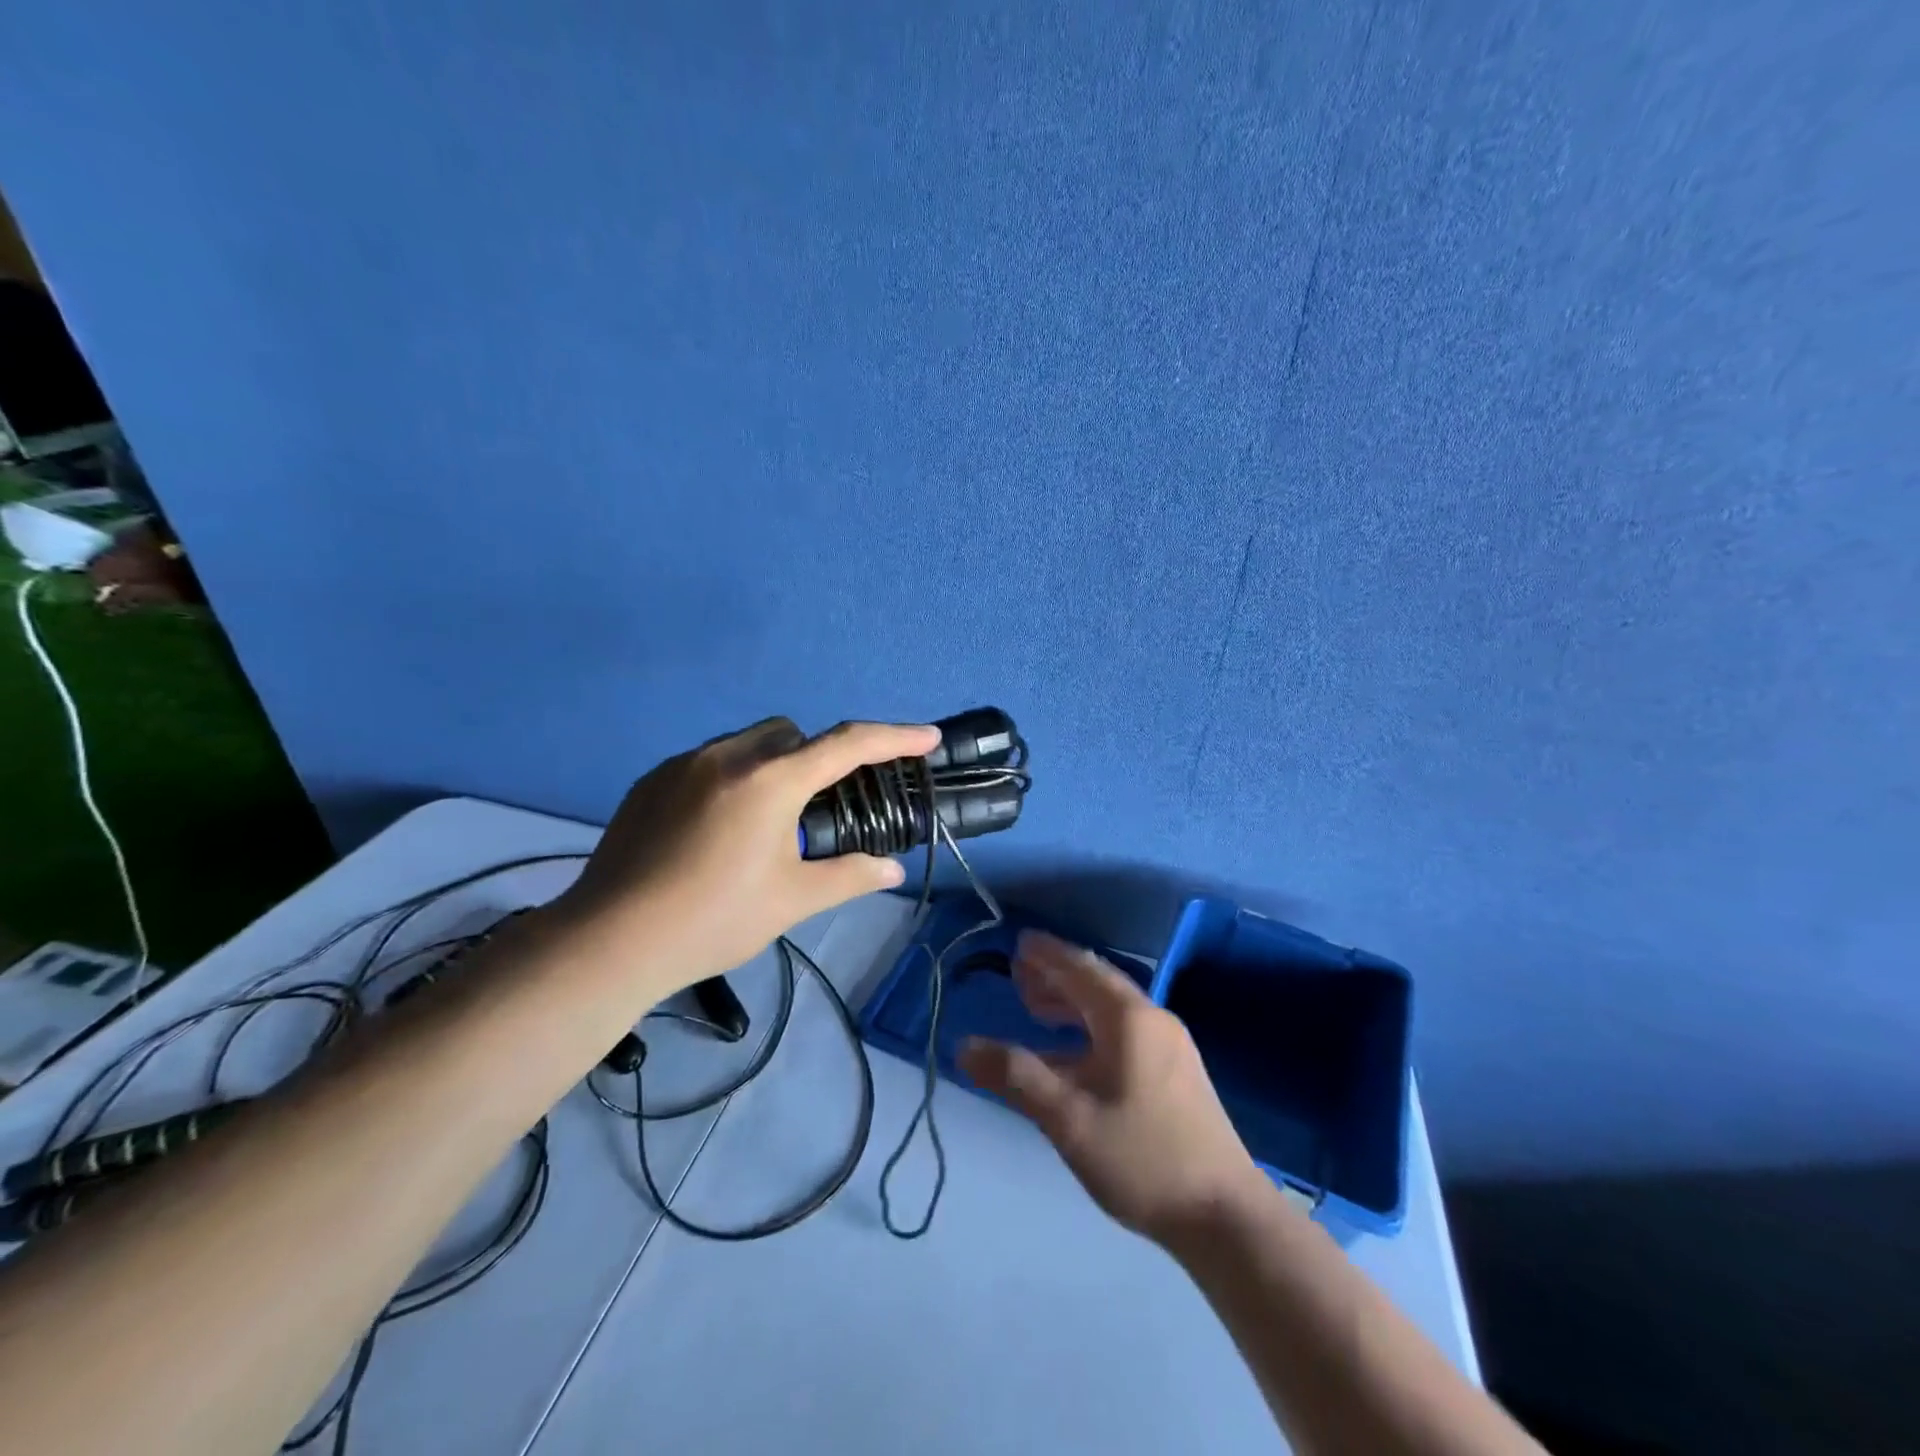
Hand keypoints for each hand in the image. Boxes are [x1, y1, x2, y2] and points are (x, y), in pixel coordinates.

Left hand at [556, 716, 940, 997]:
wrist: (611, 939)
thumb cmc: (714, 918)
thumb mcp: (792, 900)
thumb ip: (848, 876)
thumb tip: (892, 871)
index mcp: (771, 781)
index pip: (848, 744)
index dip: (894, 738)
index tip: (926, 737)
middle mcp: (728, 757)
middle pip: (792, 733)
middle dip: (817, 756)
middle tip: (820, 808)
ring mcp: (683, 764)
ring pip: (747, 743)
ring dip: (772, 766)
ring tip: (766, 823)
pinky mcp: (652, 781)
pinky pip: (709, 762)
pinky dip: (731, 779)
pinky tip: (718, 829)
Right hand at [959, 930, 1267, 1249]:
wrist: (1226, 1217)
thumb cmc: (1142, 1159)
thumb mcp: (1068, 1119)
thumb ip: (1016, 1077)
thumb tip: (965, 1046)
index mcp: (1128, 1018)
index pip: (1080, 969)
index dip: (1047, 955)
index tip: (1020, 943)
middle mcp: (1152, 1020)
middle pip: (1097, 984)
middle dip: (1056, 976)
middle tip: (1019, 974)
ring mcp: (1170, 1047)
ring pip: (1111, 1010)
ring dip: (1072, 1004)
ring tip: (1036, 1009)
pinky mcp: (1177, 1074)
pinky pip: (1124, 1033)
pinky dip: (1090, 1030)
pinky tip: (1072, 1056)